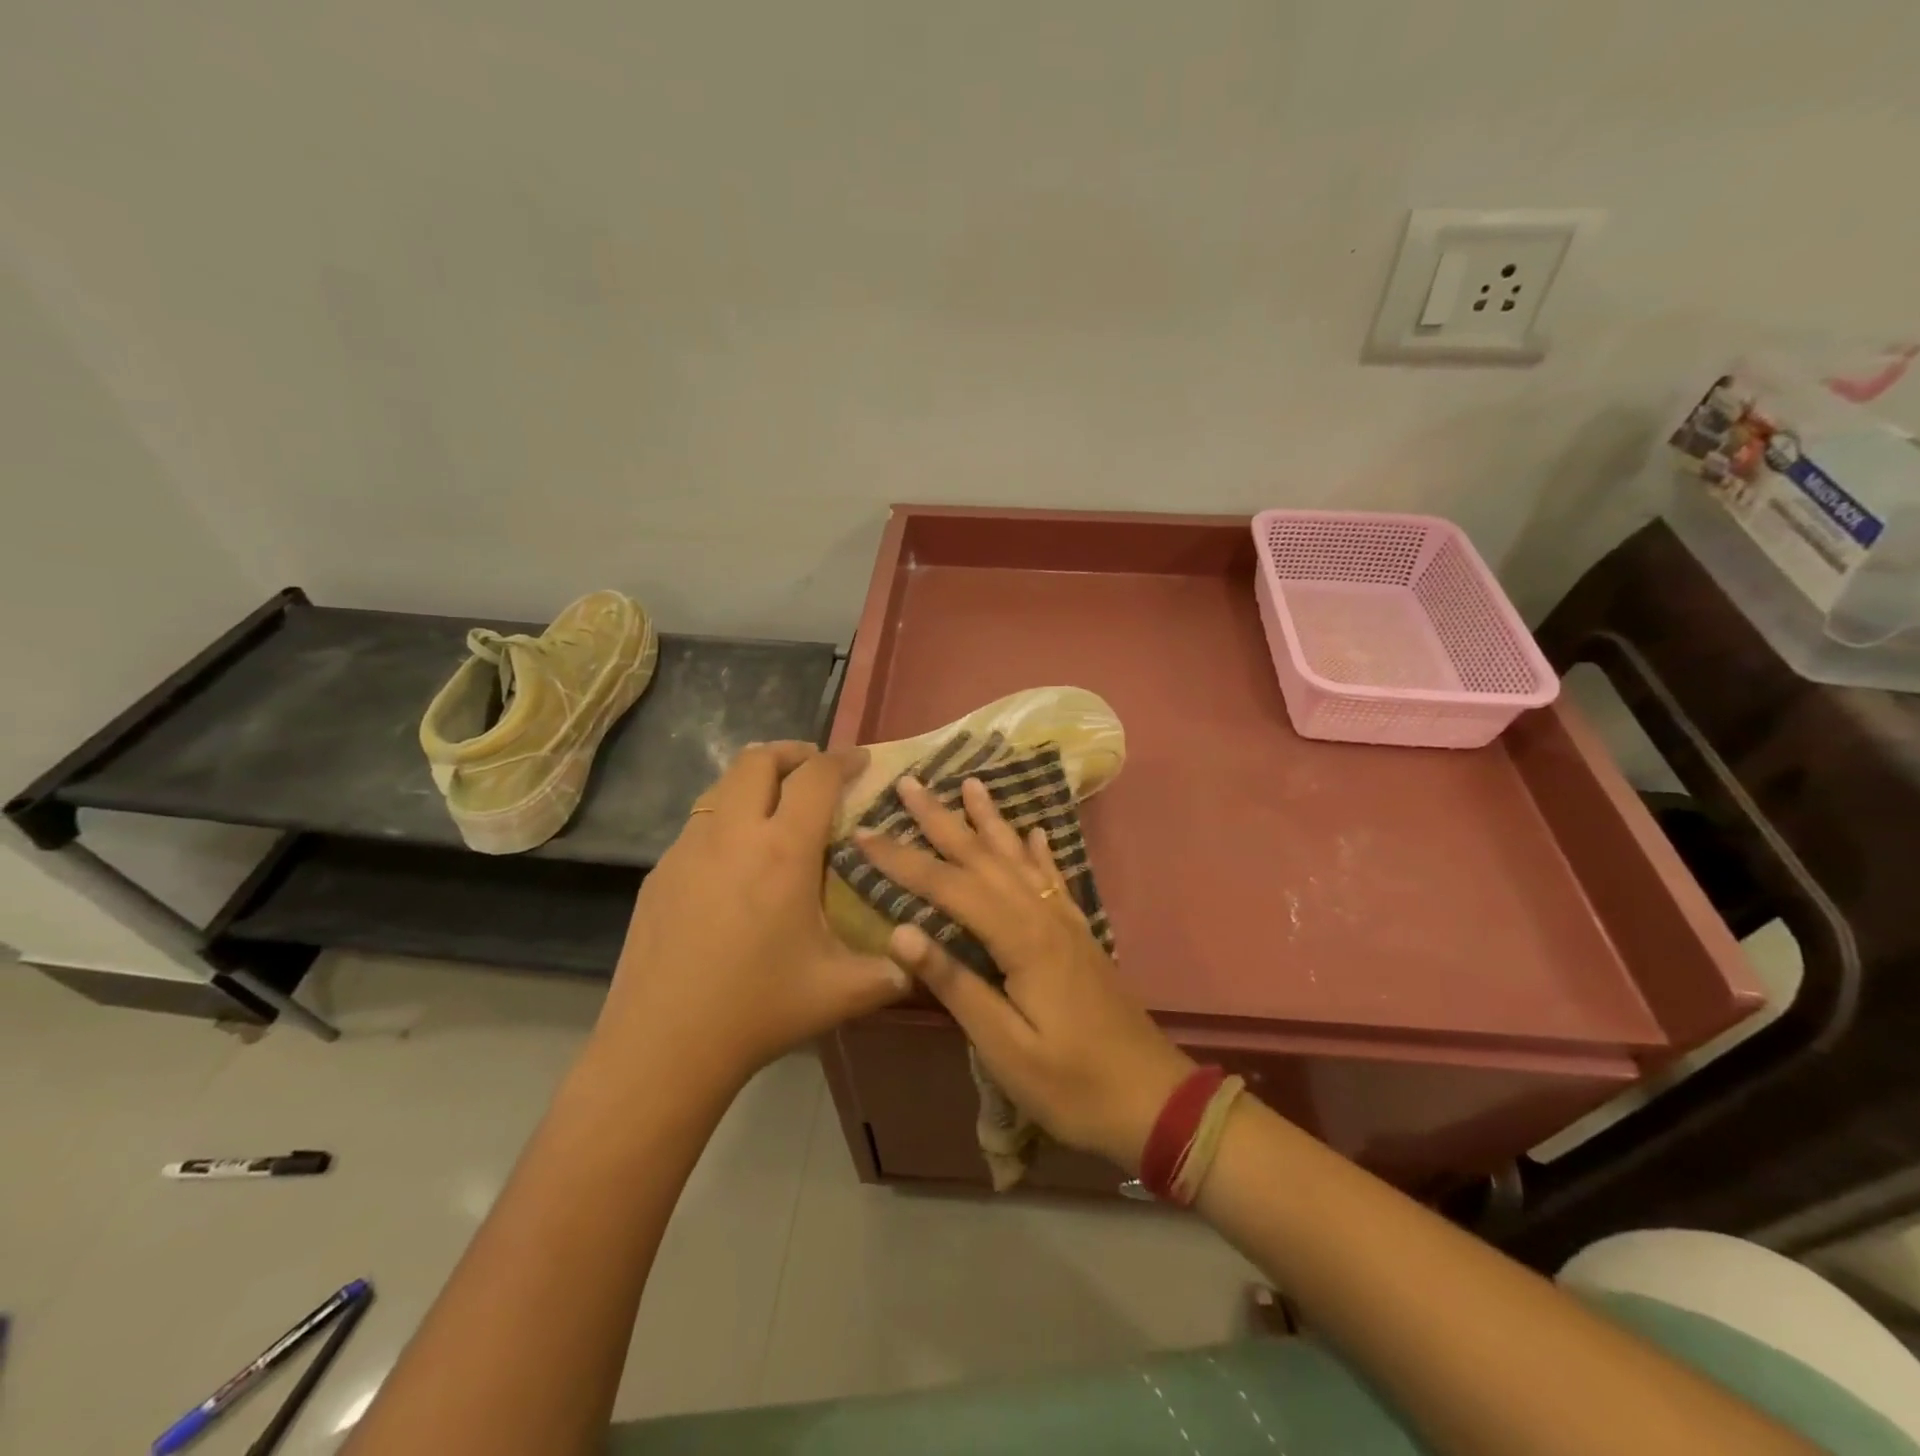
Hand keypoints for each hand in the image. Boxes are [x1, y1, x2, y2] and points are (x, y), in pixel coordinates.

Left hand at [597, 742, 910, 1090]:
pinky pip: (699, 823)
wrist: (662, 1045)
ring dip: (755, 781)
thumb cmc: (758, 1010)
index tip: (862, 759)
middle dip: (792, 753)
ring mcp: (688, 849)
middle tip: (815, 771)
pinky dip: (726, 818)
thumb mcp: (840, 992)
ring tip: (777, 807)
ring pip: (722, 786)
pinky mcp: (660, 872)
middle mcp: (733, 834)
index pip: (816, 776)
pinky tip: (736, 861)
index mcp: (784, 851)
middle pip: (758, 759)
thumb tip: (918, 960)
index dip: (843, 758)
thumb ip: (891, 972)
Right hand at [856, 776, 1195, 1170]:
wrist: (1153, 1099)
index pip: (949, 887)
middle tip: (911, 784)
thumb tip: (900, 931)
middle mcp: (1043, 916)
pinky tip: (1034, 832)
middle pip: (984, 858)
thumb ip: (955, 984)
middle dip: (943, 820)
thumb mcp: (1004, 1046)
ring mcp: (1066, 923)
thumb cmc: (1072, 1084)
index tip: (864, 833)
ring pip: (1020, 858)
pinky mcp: (1079, 936)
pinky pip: (1054, 879)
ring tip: (972, 784)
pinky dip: (1039, 851)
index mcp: (1021, 939)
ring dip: (991, 820)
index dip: (903, 860)